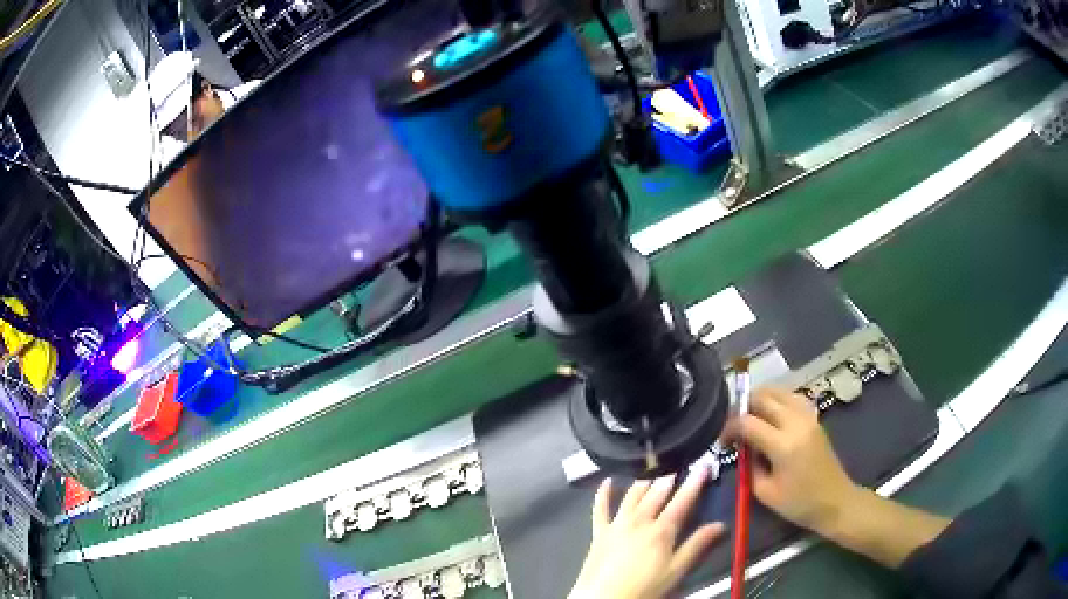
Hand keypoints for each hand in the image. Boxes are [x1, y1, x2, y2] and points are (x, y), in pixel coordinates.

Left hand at [569, 469, 724, 598]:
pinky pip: (600, 508)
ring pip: (632, 496)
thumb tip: (720, 524)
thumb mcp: (676, 570)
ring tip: (653, 469)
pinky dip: (603, 493)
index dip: (695, 483)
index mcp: (661, 530)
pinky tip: (608, 481)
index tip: (705, 466)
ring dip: (644, 481)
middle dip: (669, 477)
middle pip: (656, 494)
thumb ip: (697, 546)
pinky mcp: (599, 532)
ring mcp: (617, 525)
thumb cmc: (645, 588)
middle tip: (677, 463)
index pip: (682, 501)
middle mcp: (639, 521)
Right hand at [737, 388, 858, 534]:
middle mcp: (796, 423)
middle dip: (743, 407)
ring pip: (779, 391)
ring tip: (750, 416)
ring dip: (761, 399)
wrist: (835, 501)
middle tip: (734, 425)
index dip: (730, 427)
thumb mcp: (765, 493)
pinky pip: (792, 397)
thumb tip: (743, 447)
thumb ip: (750, 466)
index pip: (748, 422)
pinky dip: (777, 400)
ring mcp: (808, 417)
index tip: (722, 440)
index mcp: (783, 445)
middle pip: (764, 397)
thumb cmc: (799, 504)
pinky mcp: (815, 418)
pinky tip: (771, 414)